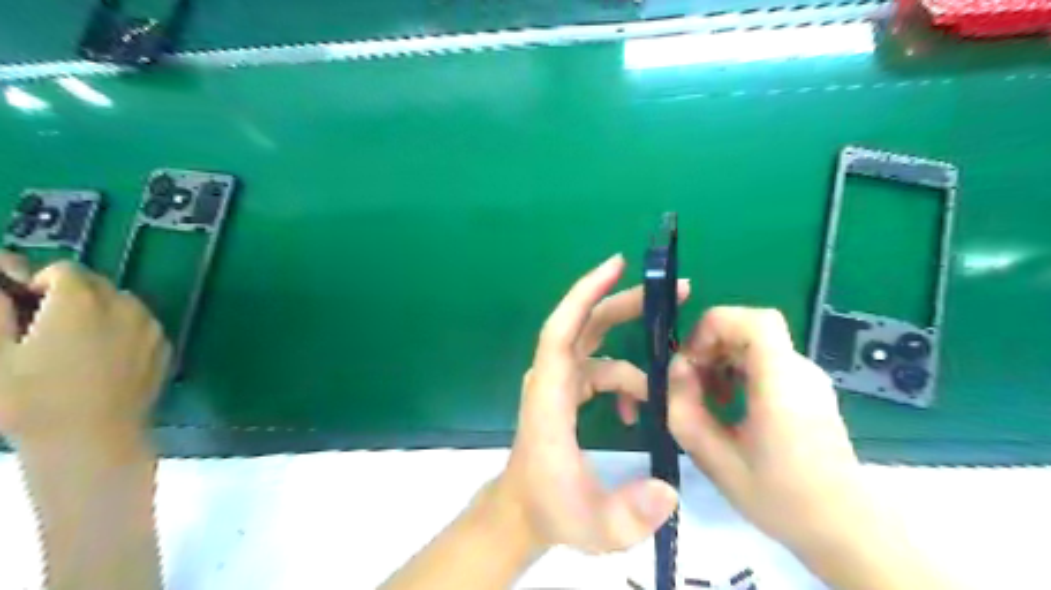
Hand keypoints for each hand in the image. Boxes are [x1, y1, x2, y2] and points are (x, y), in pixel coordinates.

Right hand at [0, 252, 166, 446]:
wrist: (93, 437)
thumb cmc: (33, 399)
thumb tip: (4, 276)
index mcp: (82, 301)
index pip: (65, 270)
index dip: (40, 283)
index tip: (25, 305)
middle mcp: (125, 306)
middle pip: (98, 285)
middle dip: (72, 295)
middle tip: (47, 327)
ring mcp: (151, 327)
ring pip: (124, 303)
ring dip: (101, 311)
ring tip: (77, 344)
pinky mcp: (165, 346)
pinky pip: (142, 325)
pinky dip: (125, 329)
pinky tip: (106, 359)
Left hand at [495, 251, 685, 551]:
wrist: (523, 513)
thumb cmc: (551, 510)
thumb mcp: (594, 527)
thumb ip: (631, 514)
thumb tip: (669, 491)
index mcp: (551, 395)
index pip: (562, 331)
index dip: (585, 294)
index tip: (616, 265)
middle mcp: (551, 379)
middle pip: (585, 324)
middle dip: (626, 303)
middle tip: (676, 292)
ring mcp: (558, 384)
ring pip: (597, 347)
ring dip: (636, 355)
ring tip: (672, 378)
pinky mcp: (566, 393)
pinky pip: (600, 371)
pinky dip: (625, 382)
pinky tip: (640, 411)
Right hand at [669, 307, 876, 560]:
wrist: (845, 529)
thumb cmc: (781, 499)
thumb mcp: (715, 461)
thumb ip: (686, 410)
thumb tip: (676, 367)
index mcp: (782, 384)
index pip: (754, 320)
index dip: (715, 326)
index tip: (692, 358)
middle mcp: (800, 371)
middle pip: (749, 329)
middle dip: (711, 345)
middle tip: (691, 382)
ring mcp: (807, 379)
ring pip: (755, 344)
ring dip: (722, 359)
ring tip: (707, 398)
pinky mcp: (807, 390)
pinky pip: (765, 362)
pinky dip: (737, 371)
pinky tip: (727, 405)